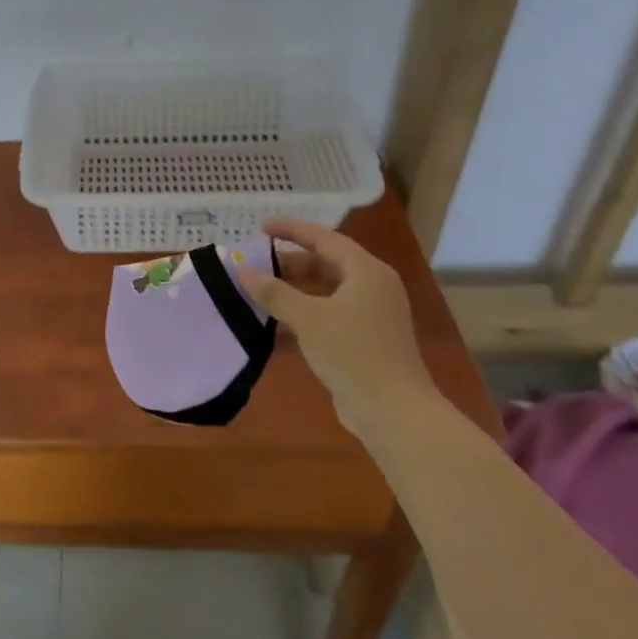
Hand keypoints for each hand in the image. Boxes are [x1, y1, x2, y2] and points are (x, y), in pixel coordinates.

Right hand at [236, 217, 436, 426]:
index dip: (292, 230)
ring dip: (293, 290)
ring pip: (325, 291)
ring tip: (258, 291)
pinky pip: (327, 315)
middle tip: (255, 265)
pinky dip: (302, 313)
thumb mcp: (308, 319)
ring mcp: (370, 315)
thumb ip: (274, 293)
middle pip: (325, 264)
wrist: (393, 411)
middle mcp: (372, 287)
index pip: (324, 238)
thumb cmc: (353, 353)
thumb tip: (245, 272)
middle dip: (289, 263)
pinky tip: (274, 324)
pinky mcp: (364, 340)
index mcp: (366, 272)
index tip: (261, 227)